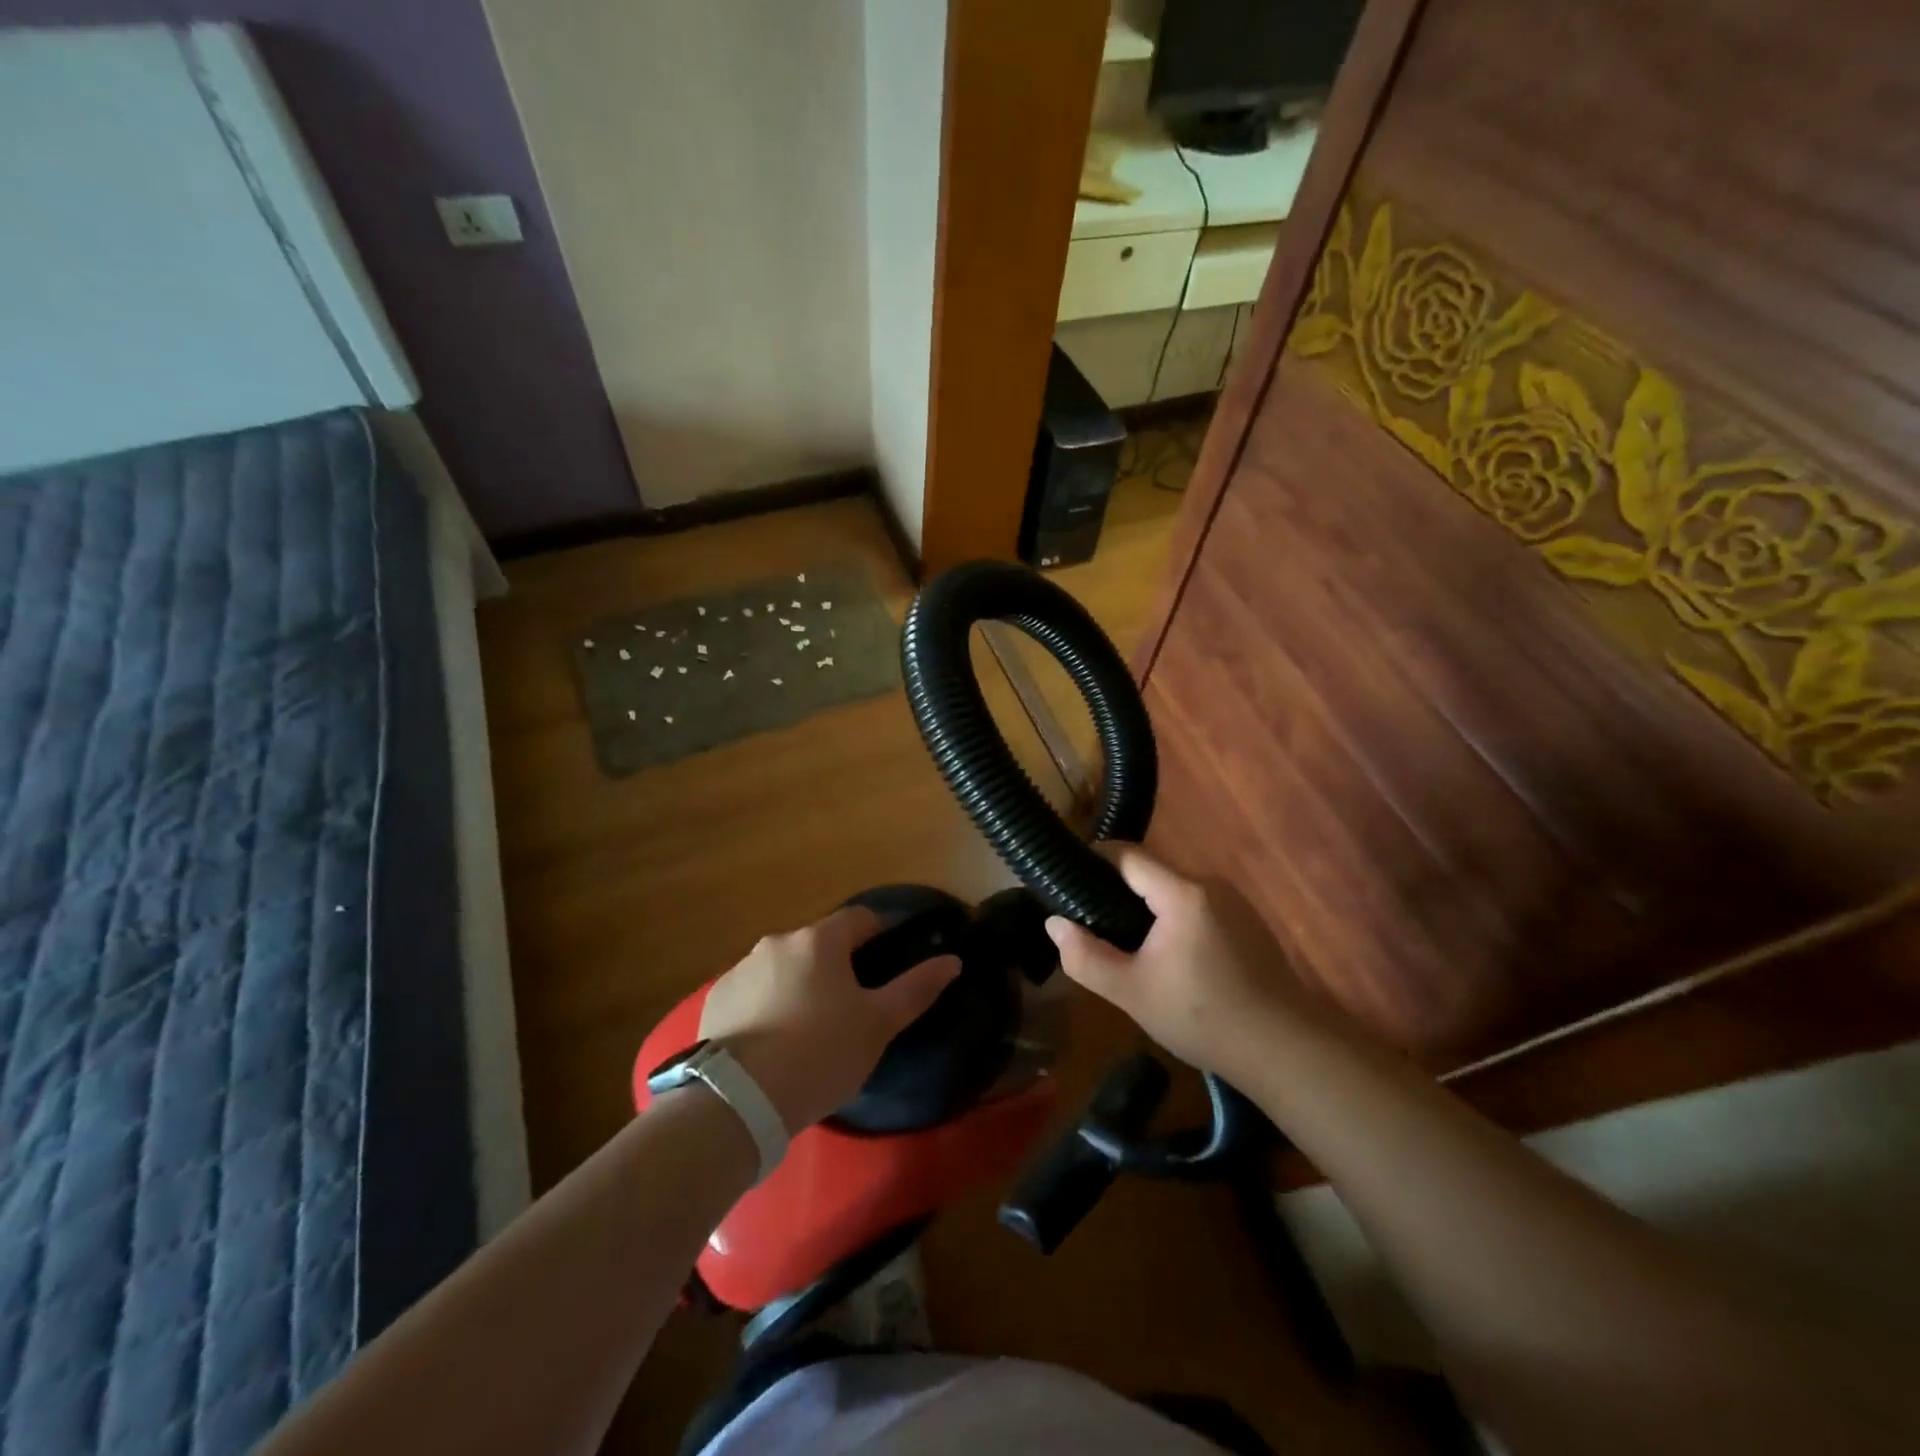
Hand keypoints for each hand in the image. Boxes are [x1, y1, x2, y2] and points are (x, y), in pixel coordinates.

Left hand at [699, 906, 959, 1131]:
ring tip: (808, 1030)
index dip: (880, 934)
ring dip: (800, 984)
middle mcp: (778, 942)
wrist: (739, 1100)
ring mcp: (741, 969)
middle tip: (850, 1008)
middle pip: (819, 943)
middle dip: (837, 966)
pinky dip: (767, 1005)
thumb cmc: (820, 1054)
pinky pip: (753, 991)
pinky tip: (772, 1042)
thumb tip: (953, 959)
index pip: (860, 918)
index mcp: (820, 940)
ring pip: (784, 967)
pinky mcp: (716, 999)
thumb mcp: (878, 1025)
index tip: (889, 963)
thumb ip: (916, 988)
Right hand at [1045, 844, 1316, 1079]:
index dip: (1093, 859)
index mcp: (1183, 893)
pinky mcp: (1248, 923)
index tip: (1065, 878)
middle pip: (1151, 873)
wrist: (1287, 1051)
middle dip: (1116, 891)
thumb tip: (1055, 924)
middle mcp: (1210, 885)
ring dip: (1146, 909)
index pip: (1128, 855)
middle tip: (1089, 922)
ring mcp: (1234, 903)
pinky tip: (1167, 958)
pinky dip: (1173, 920)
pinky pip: (1197, 907)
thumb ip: (1085, 957)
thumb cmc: (1203, 1018)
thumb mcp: (1131, 993)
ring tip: (1123, 943)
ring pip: (1174, 891)